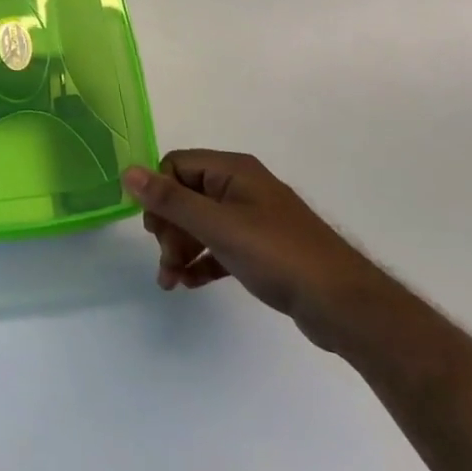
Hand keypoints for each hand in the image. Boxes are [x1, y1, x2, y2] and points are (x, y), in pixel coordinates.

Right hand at [124, 151, 400, 353]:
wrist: (343, 304)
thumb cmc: (278, 255)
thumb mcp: (218, 225)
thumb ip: (171, 200)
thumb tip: (128, 172)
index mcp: (232, 170)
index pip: (177, 165)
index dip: (159, 193)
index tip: (153, 229)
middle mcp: (241, 187)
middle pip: (186, 195)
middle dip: (169, 227)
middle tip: (166, 260)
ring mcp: (253, 218)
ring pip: (201, 224)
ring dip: (180, 249)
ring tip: (170, 282)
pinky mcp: (261, 249)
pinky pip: (218, 246)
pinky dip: (202, 261)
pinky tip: (190, 284)